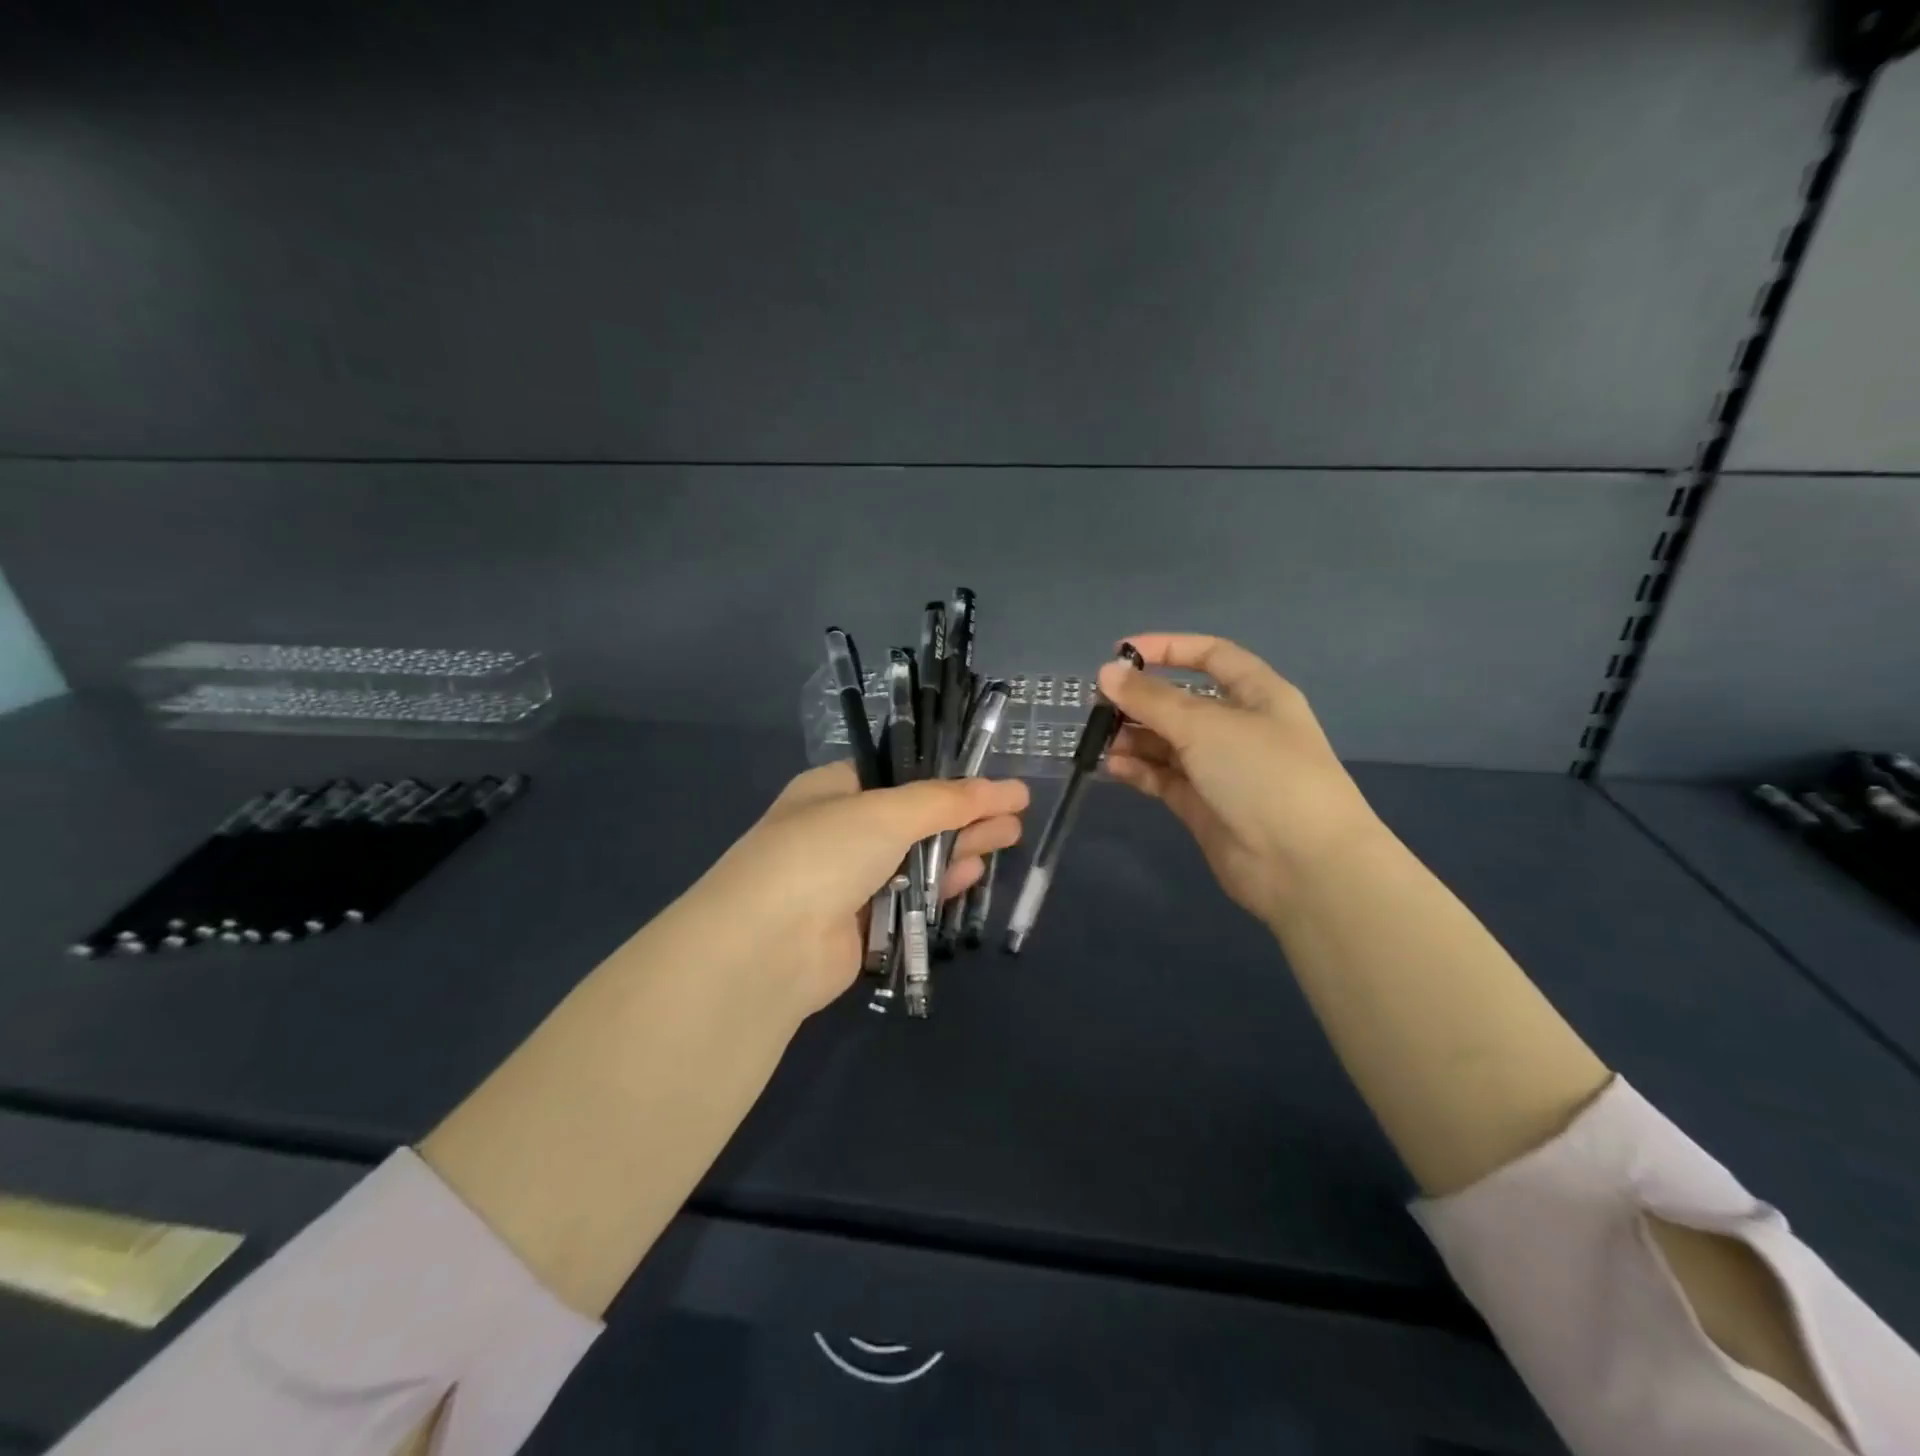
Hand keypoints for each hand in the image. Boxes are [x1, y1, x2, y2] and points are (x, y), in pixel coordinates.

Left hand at [672, 762, 1028, 1020]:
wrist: (769, 946)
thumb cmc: (823, 853)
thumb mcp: (887, 812)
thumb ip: (947, 801)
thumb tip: (1006, 788)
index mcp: (833, 791)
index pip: (897, 775)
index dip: (944, 777)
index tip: (988, 779)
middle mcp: (839, 832)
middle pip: (914, 818)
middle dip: (964, 814)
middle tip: (1015, 812)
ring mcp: (848, 881)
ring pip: (915, 859)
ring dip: (960, 848)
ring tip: (1010, 836)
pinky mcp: (860, 926)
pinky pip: (910, 899)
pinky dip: (941, 886)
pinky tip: (975, 873)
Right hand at [1099, 633, 1380, 926]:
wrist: (1303, 864)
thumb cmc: (1262, 774)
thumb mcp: (1204, 725)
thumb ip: (1151, 699)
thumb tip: (1107, 672)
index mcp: (1257, 695)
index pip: (1211, 655)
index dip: (1168, 648)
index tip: (1121, 653)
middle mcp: (1239, 728)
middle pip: (1182, 702)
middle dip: (1141, 700)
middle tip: (1099, 706)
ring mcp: (1221, 770)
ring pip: (1169, 743)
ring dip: (1135, 737)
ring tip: (1101, 741)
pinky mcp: (1204, 807)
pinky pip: (1164, 778)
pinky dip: (1139, 770)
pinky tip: (1114, 767)